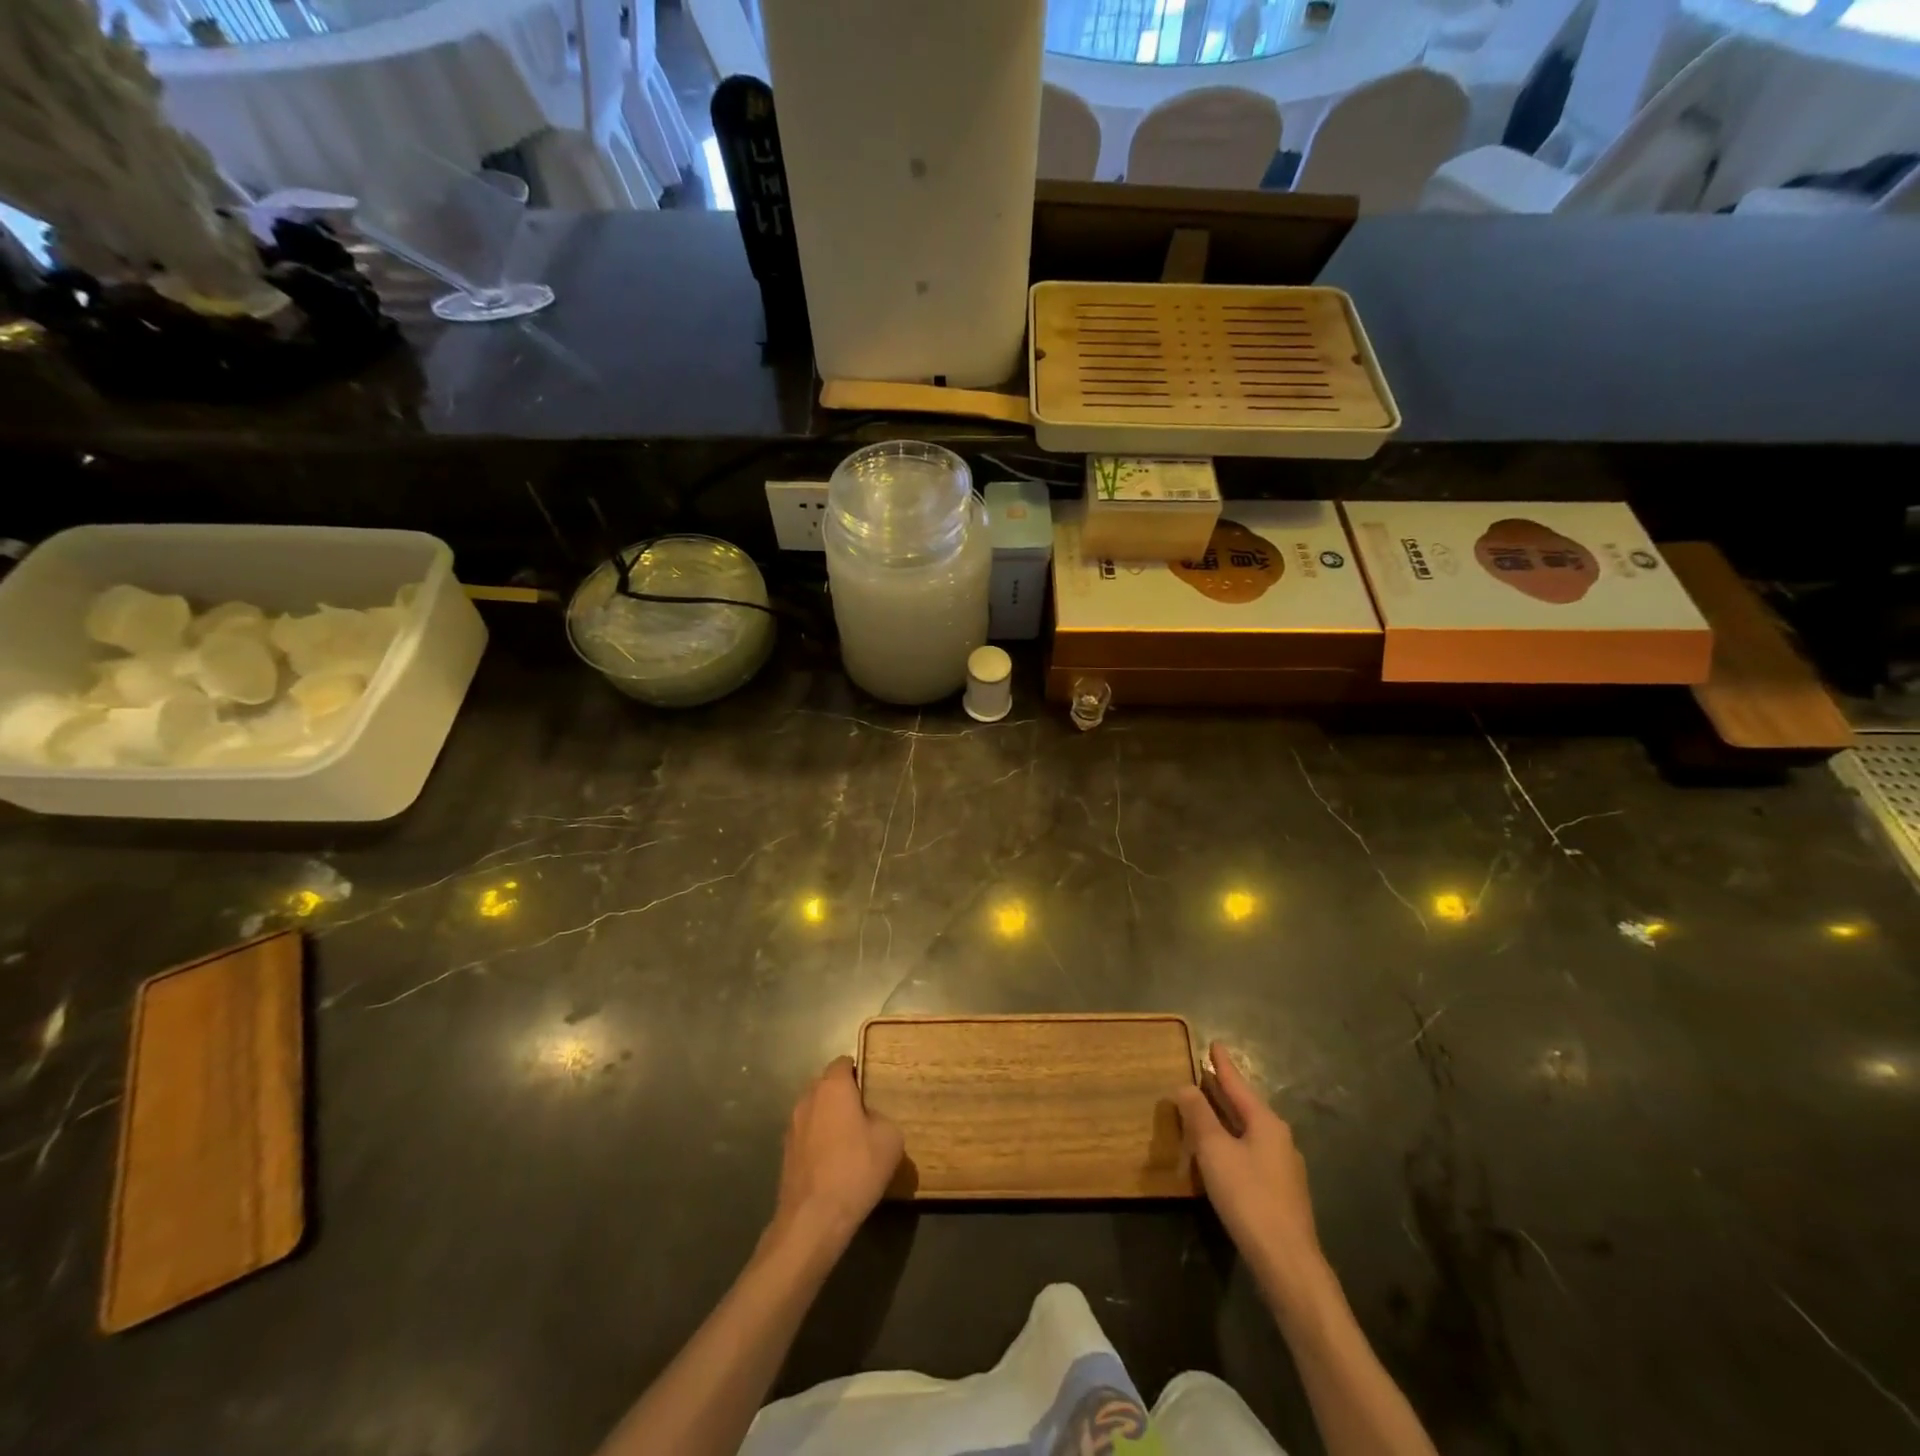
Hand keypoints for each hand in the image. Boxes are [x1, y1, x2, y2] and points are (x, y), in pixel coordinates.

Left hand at [769, 1057, 902, 1255]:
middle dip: (843, 1095)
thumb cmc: (856, 1169)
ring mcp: (792, 1126)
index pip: (843, 1063)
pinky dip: (819, 1141)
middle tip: (865, 1115)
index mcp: (832, 1087)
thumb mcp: (890, 1139)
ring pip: (815, 1110)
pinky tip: (834, 1163)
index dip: (859, 1071)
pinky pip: (807, 1135)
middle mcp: (807, 1098)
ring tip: (850, 1142)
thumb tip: (870, 1121)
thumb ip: (882, 1118)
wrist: (813, 1219)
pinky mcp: (785, 1153)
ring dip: (829, 1119)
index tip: (873, 1088)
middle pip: (826, 1085)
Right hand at [1175, 1041, 1326, 1305]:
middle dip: (1225, 1091)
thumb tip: (1185, 1086)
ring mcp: (1284, 1167)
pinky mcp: (1281, 1192)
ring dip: (1227, 1118)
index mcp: (1266, 1122)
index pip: (1238, 1084)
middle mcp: (1279, 1138)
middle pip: (1246, 1106)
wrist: (1287, 1262)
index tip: (1214, 1043)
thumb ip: (1199, 1116)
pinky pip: (1251, 1152)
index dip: (1223, 1064)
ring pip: (1249, 1131)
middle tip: (1206, 1072)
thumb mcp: (1215, 1151)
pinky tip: (1221, 1153)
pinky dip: (1233, 1141)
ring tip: (1208, 1108)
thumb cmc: (1248, 1197)